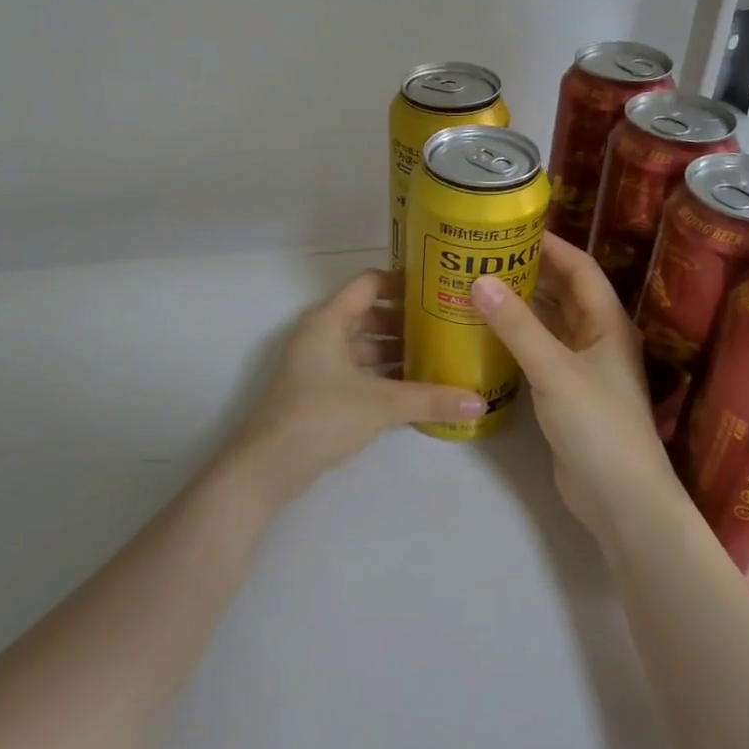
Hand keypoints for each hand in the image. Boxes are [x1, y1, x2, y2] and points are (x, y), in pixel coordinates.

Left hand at [233, 269, 485, 488]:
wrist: (269, 466)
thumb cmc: (321, 416)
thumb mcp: (381, 404)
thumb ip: (431, 400)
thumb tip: (479, 401)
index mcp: (329, 320)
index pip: (370, 284)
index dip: (403, 282)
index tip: (440, 289)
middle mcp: (323, 335)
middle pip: (370, 315)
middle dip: (408, 320)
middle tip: (449, 325)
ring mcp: (320, 364)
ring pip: (366, 345)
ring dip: (398, 350)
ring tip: (441, 355)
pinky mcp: (322, 391)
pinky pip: (360, 371)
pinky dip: (385, 374)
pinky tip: (417, 387)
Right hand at [471, 234, 680, 536]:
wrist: (620, 497)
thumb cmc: (597, 425)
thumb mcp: (554, 370)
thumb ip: (517, 326)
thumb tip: (479, 279)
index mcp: (607, 323)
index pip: (580, 269)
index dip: (550, 245)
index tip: (511, 228)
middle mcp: (598, 339)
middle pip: (564, 293)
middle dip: (529, 271)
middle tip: (484, 256)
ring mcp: (582, 368)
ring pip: (550, 324)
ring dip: (521, 306)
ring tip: (478, 287)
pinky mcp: (566, 394)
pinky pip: (540, 352)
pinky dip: (517, 338)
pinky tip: (486, 335)